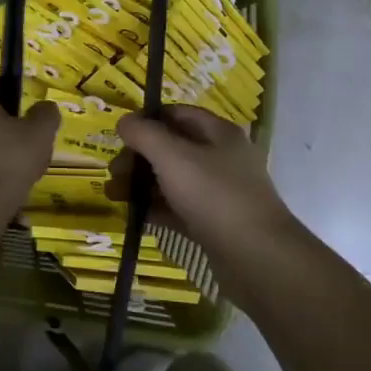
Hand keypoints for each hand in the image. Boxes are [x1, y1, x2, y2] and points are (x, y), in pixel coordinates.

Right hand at [107, 106, 294, 251]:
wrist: (257, 256)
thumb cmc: (214, 195)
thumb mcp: (173, 157)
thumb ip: (144, 134)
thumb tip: (124, 121)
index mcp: (218, 133)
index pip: (176, 114)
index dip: (146, 119)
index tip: (119, 134)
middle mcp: (220, 158)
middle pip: (170, 147)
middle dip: (138, 157)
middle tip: (114, 171)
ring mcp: (218, 192)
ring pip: (171, 179)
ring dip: (140, 183)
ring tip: (113, 195)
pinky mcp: (213, 222)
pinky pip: (177, 207)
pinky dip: (155, 207)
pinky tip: (133, 214)